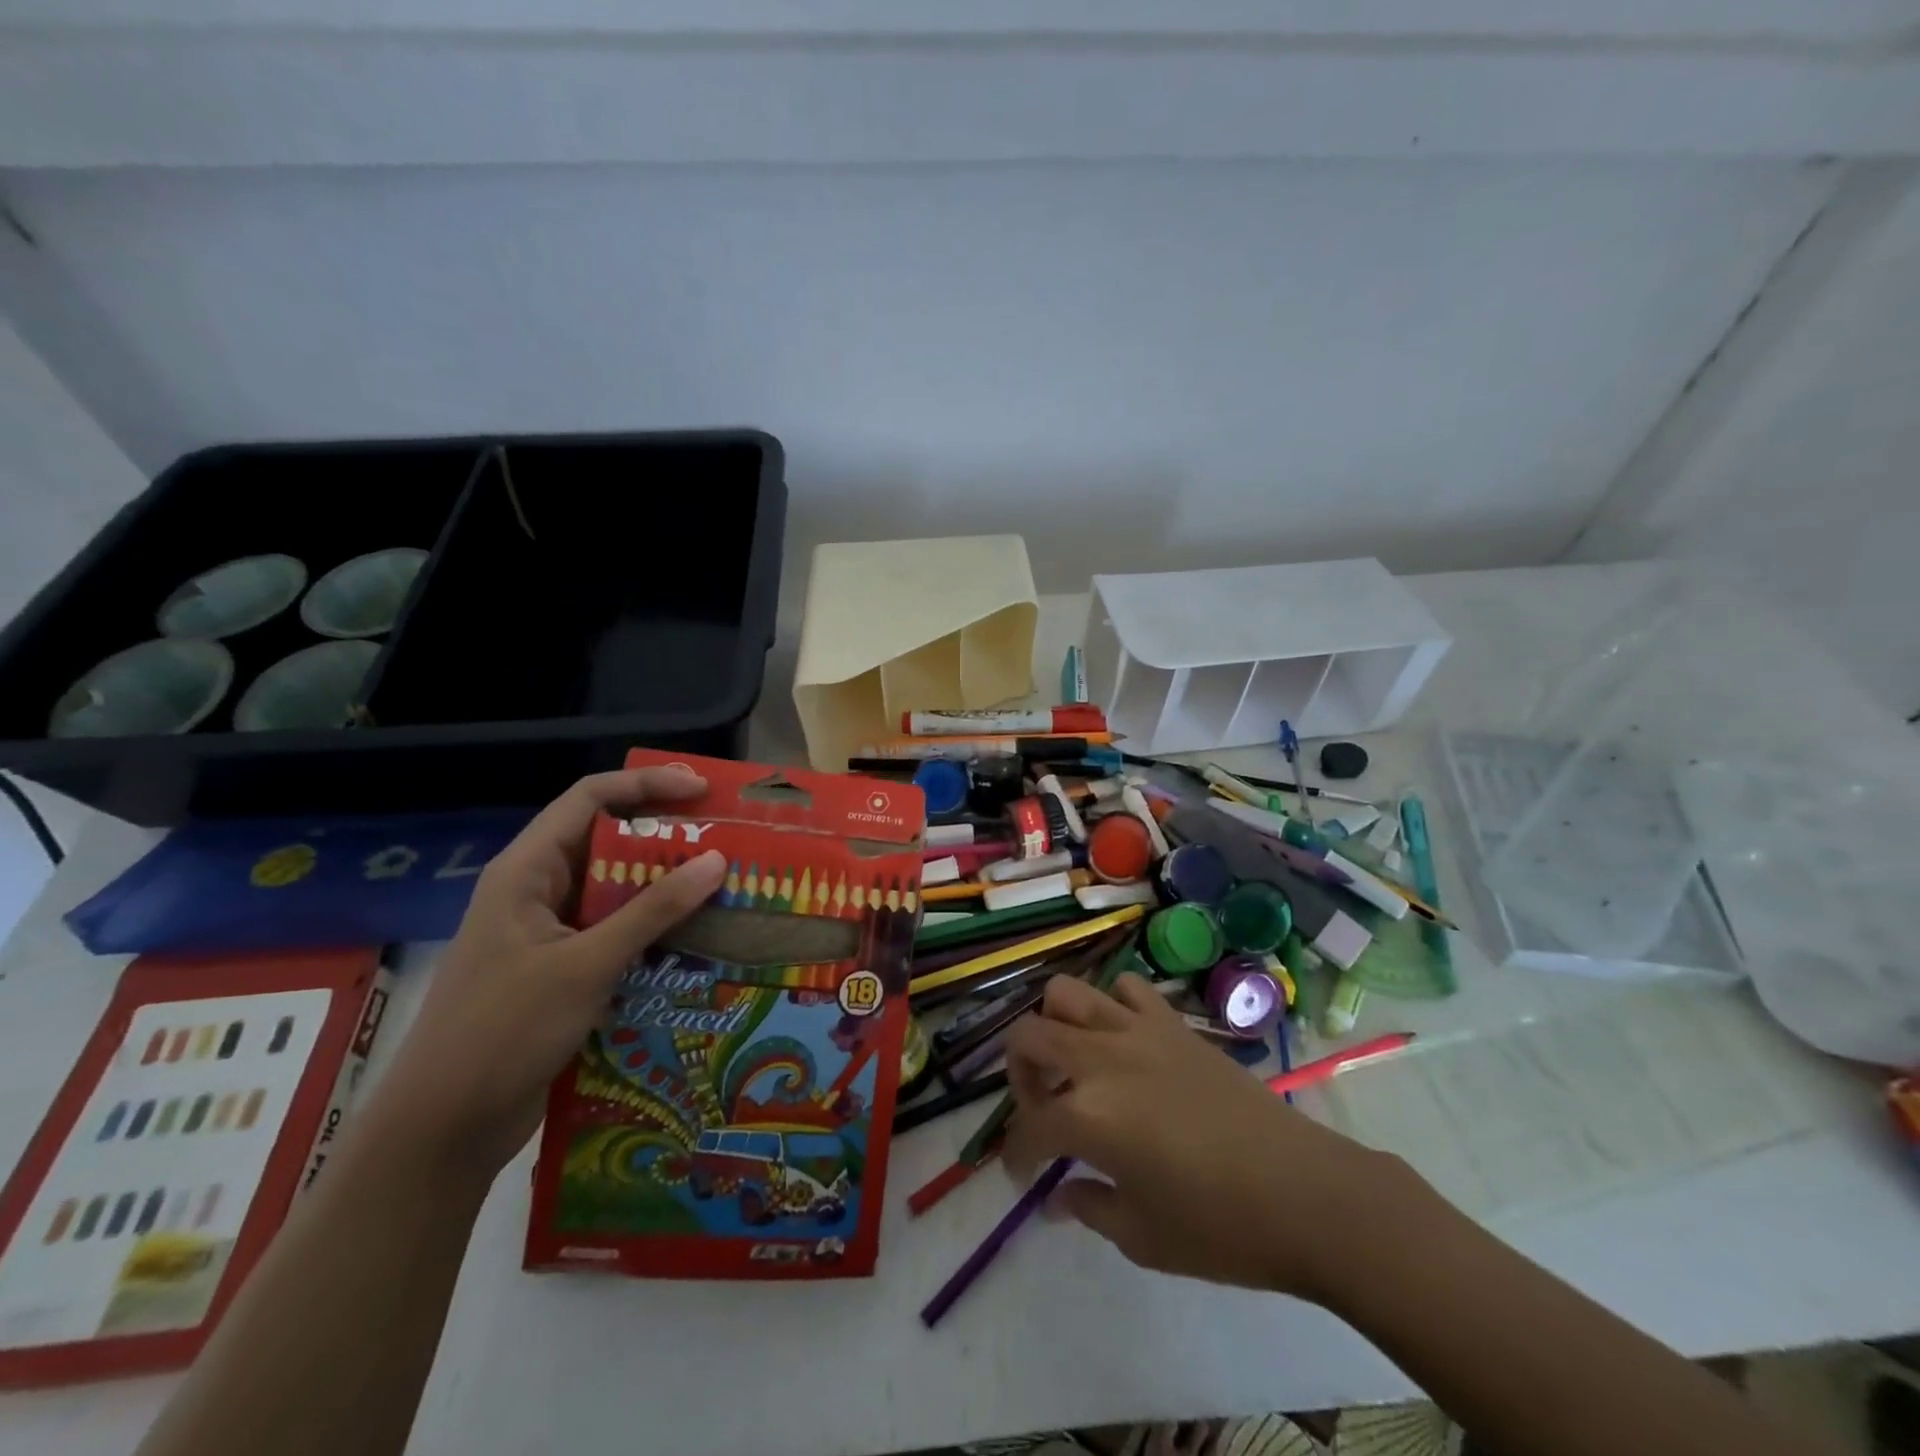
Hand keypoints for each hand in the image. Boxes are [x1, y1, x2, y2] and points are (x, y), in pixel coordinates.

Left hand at [369, 767, 726, 1176]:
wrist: (444, 1129)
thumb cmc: (504, 1031)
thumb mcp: (586, 964)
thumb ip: (653, 910)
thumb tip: (717, 859)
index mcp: (527, 870)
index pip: (591, 798)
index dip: (646, 783)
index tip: (702, 790)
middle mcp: (538, 890)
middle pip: (608, 840)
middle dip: (667, 835)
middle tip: (726, 837)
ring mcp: (550, 932)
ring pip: (617, 889)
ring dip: (666, 884)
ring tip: (723, 884)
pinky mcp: (563, 969)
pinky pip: (617, 930)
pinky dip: (655, 927)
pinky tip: (697, 937)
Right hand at [1001, 974, 1409, 1304]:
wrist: (1305, 1194)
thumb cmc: (1221, 1228)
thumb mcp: (1142, 1237)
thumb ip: (1088, 1206)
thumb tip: (1056, 1197)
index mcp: (1088, 1116)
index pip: (1028, 1126)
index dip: (1017, 1155)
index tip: (1026, 1177)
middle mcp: (1102, 1059)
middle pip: (1029, 1036)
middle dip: (1019, 1073)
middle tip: (1041, 1108)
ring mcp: (1138, 1031)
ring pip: (1067, 994)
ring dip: (1056, 1026)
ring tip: (1073, 1063)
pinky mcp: (1173, 1022)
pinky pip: (1127, 988)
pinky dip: (1112, 1006)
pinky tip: (1123, 1041)